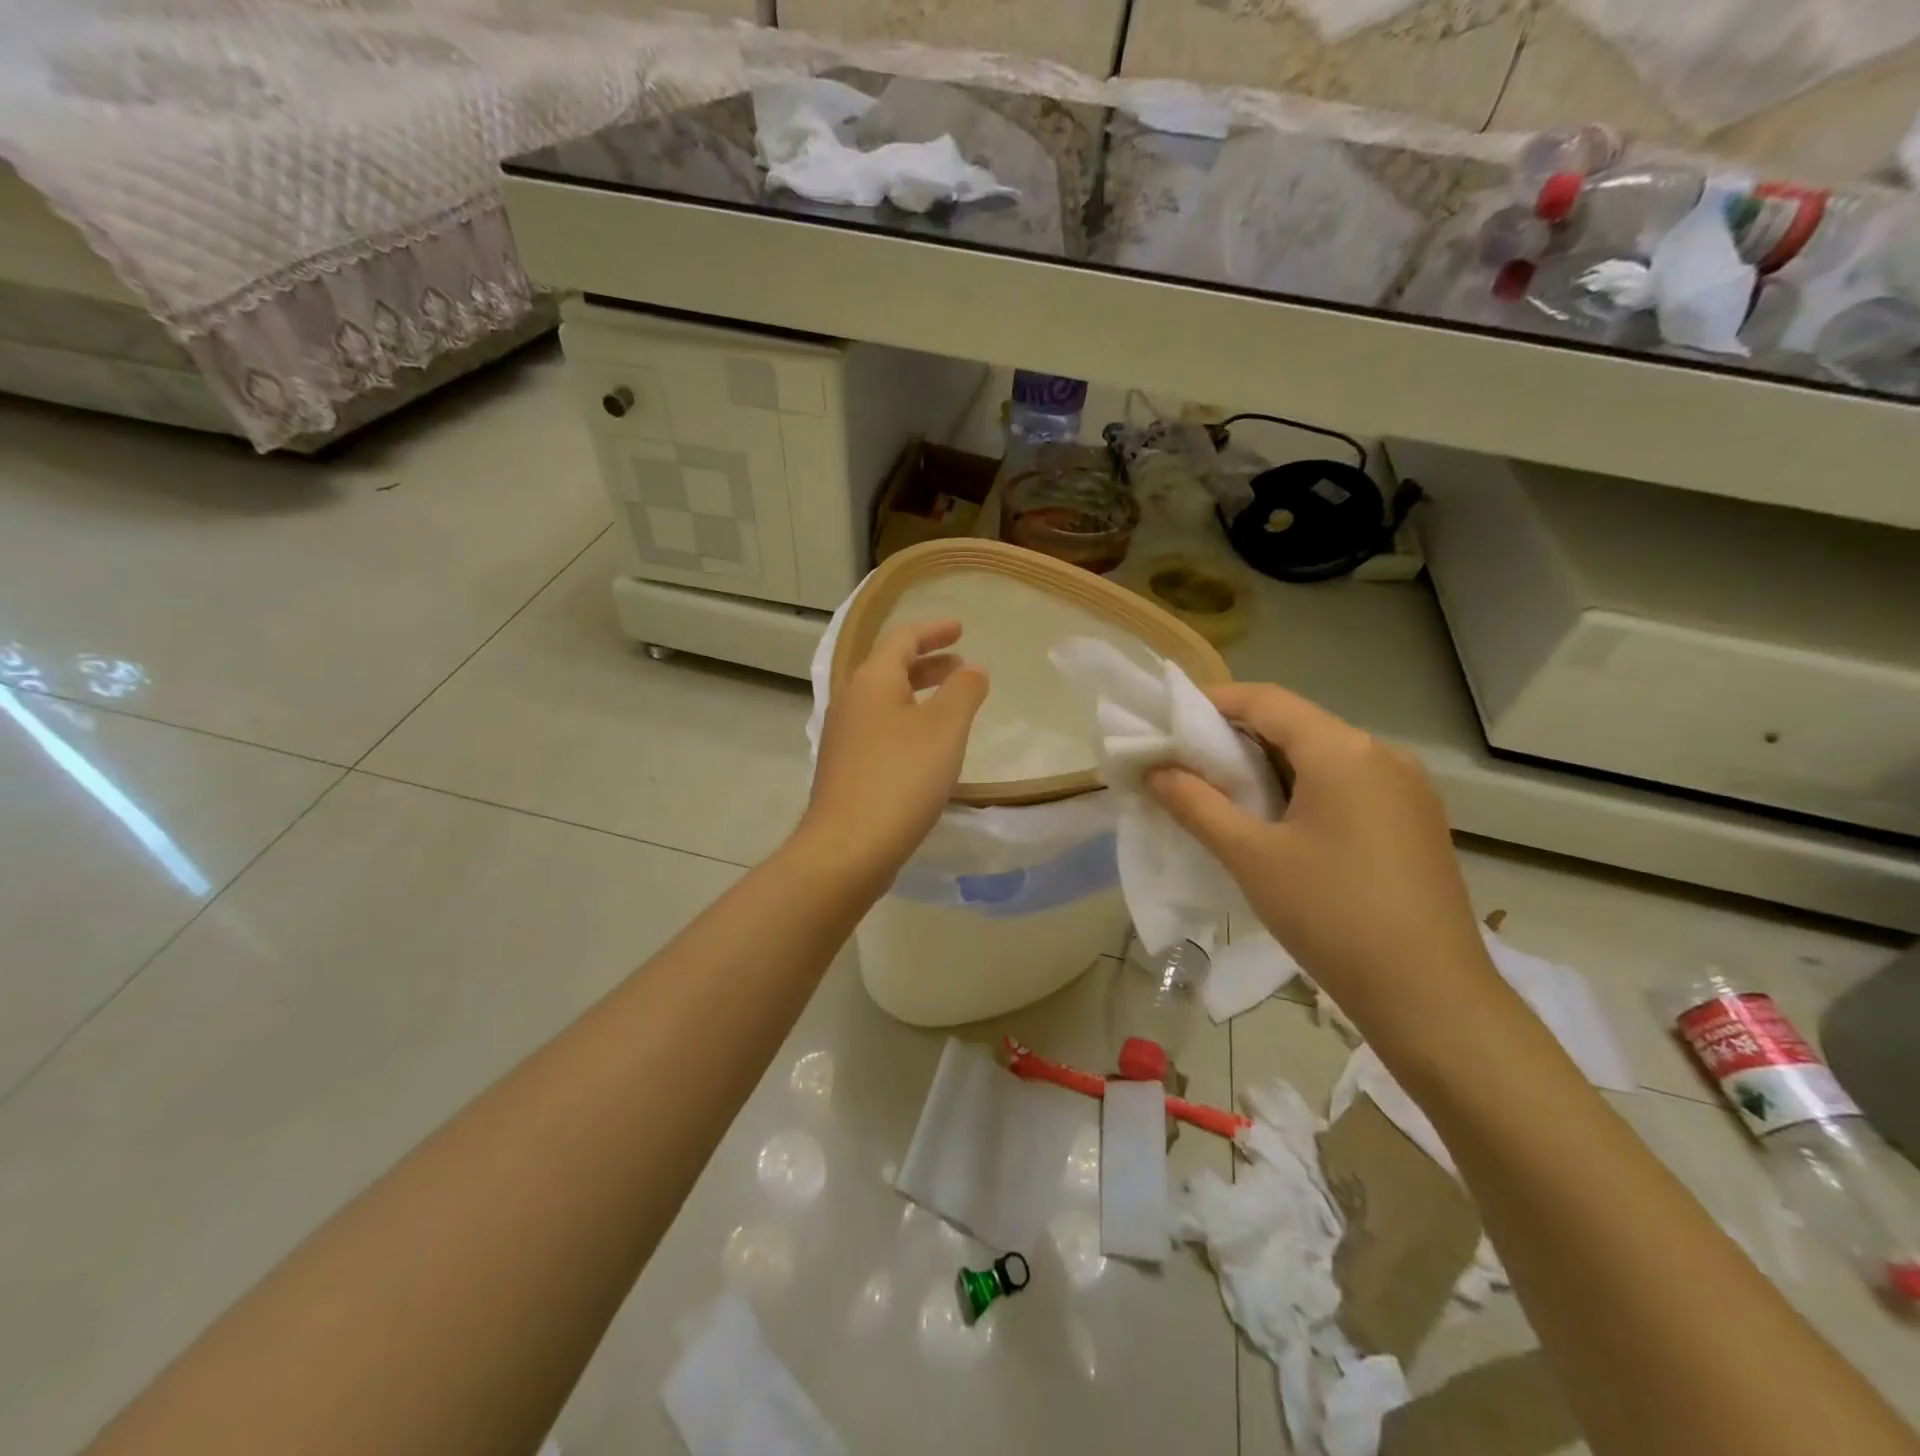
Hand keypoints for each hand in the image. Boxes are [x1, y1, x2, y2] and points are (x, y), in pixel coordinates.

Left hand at [799, 619, 988, 887]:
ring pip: (885, 701)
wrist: (848, 847)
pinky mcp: (845, 768)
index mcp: (871, 680)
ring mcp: (844, 737)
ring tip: (950, 703)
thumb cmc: (900, 778)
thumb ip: (964, 691)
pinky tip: (927, 747)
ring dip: (918, 694)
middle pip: (890, 668)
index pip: (902, 639)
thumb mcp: (944, 728)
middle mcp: (851, 701)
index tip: (960, 628)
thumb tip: (972, 669)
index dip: (933, 630)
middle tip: (960, 664)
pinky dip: (908, 722)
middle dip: (928, 662)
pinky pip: (881, 729)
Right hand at [1146, 682, 1499, 1041]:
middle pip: (1296, 724)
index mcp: (1343, 751)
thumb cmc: (1331, 916)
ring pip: (1323, 755)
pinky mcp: (1415, 819)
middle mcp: (1381, 754)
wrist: (1430, 996)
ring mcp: (1406, 787)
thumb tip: (1154, 770)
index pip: (1266, 701)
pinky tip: (1279, 822)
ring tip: (1224, 793)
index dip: (1213, 701)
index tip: (1169, 718)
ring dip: (1269, 765)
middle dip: (1237, 737)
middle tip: (1187, 760)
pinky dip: (1304, 787)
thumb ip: (1195, 804)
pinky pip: (1348, 783)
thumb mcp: (1250, 857)